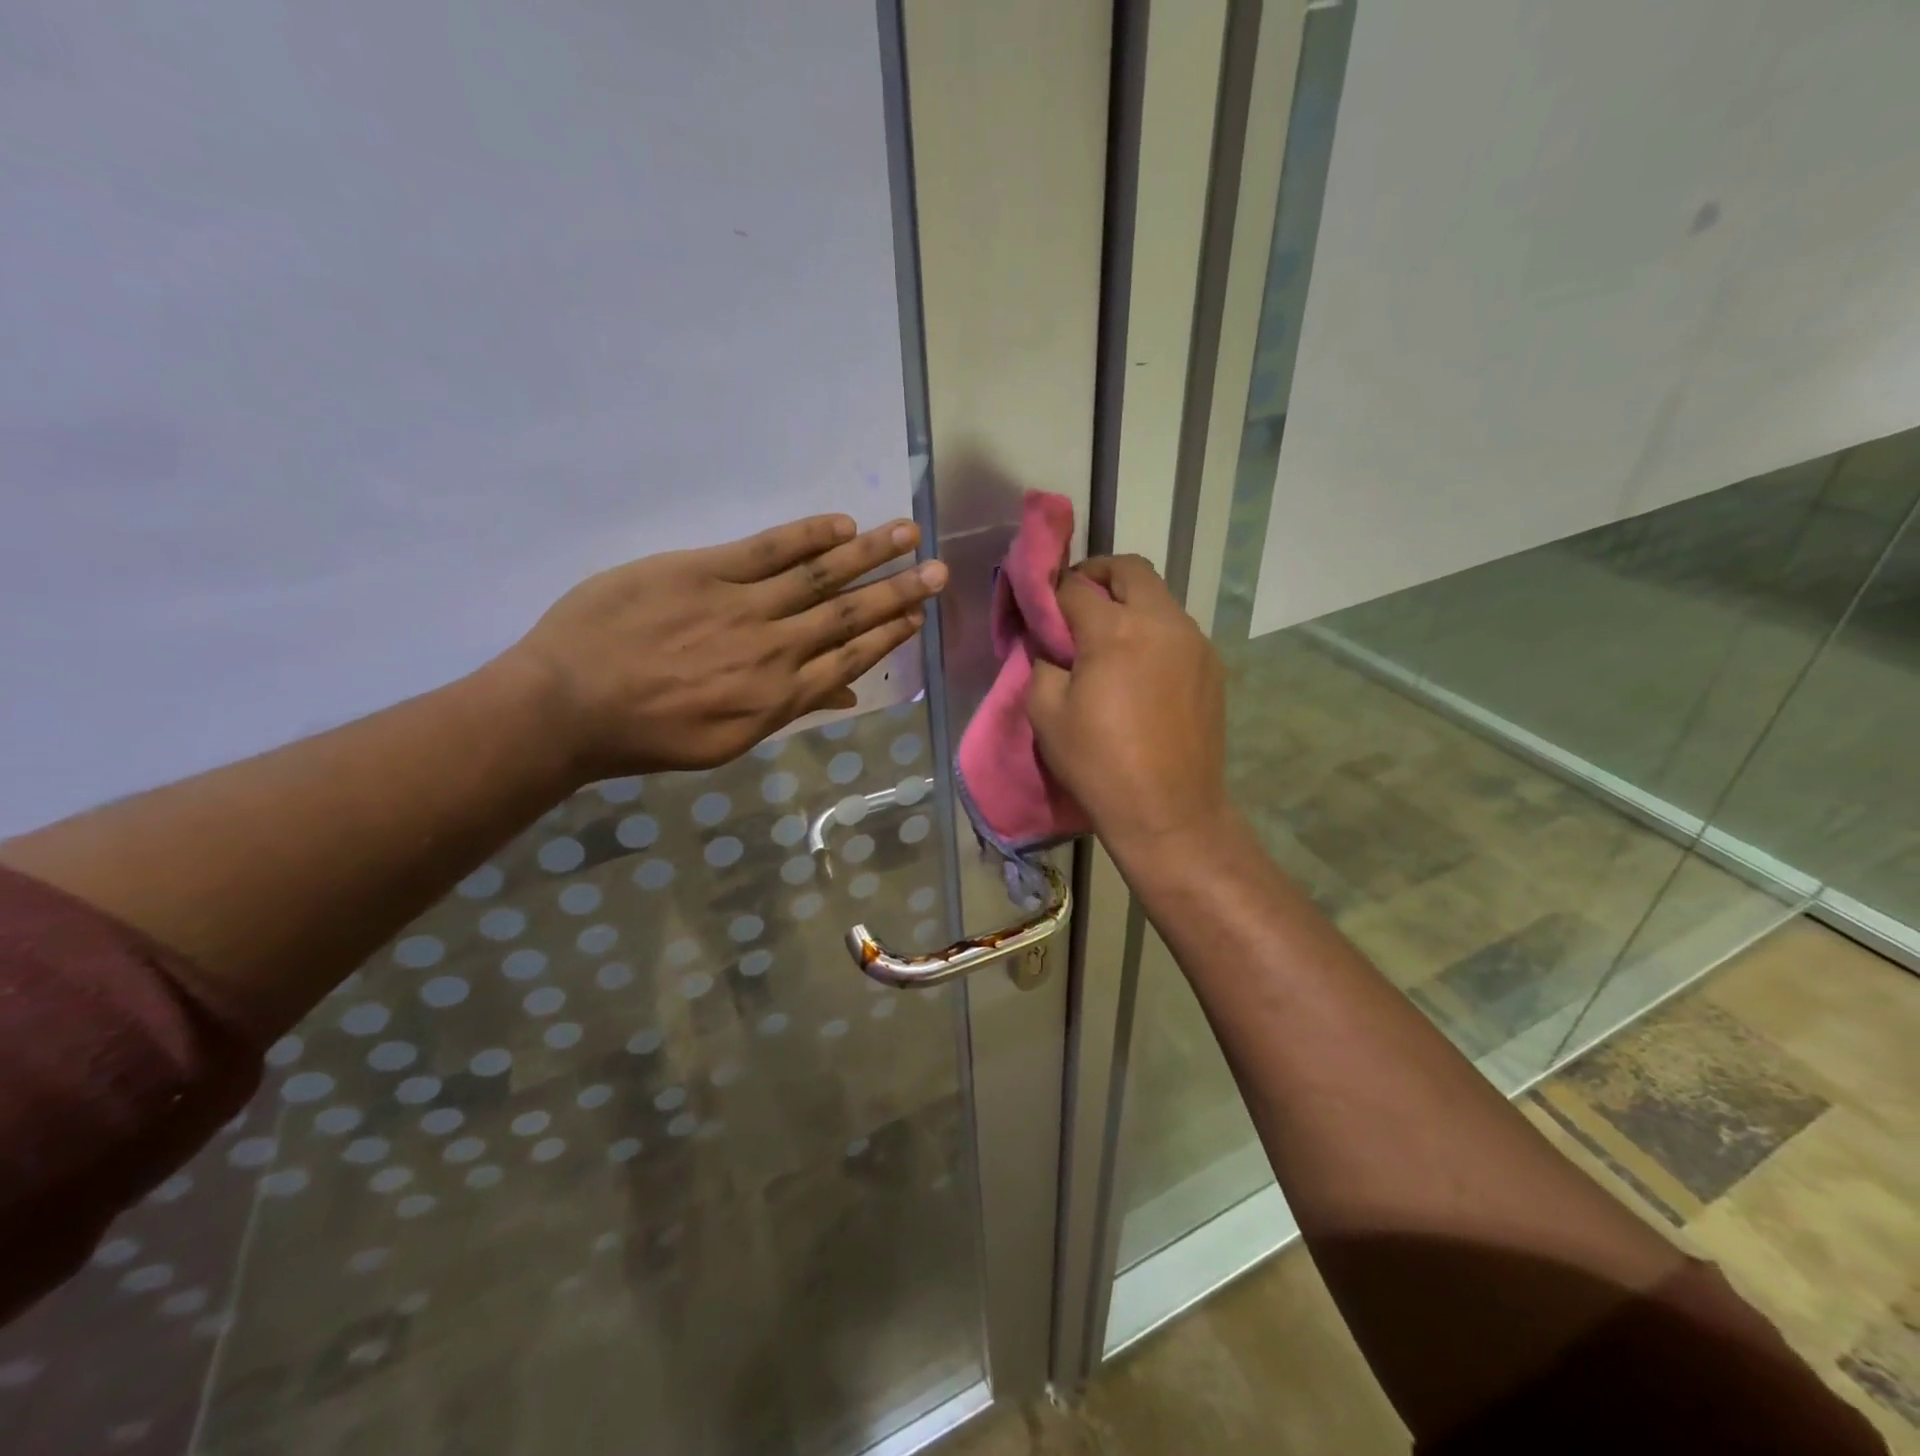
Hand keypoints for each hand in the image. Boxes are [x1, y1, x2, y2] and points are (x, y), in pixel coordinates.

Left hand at [507, 514, 945, 776]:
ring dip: (869, 553)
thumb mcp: (726, 741)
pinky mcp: (703, 570)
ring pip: (819, 575)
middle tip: (941, 570)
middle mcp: (774, 648)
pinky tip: (842, 524)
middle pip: (849, 614)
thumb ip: (787, 710)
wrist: (569, 705)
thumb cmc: (647, 735)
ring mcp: (741, 605)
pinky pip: (767, 548)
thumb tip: (842, 691)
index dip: (890, 634)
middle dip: (899, 591)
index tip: (919, 615)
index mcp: (779, 696)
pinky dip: (808, 535)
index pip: (850, 657)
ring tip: (908, 533)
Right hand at [1026, 555, 1228, 855]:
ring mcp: (1195, 643)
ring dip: (1128, 603)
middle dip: (1097, 575)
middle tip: (1076, 603)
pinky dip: (1151, 630)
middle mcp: (1162, 622)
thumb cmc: (1099, 764)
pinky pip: (1176, 629)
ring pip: (1158, 597)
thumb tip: (1050, 643)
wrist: (1170, 813)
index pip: (1075, 587)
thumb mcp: (1046, 714)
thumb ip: (1042, 662)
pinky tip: (1138, 668)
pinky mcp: (1212, 666)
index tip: (1038, 607)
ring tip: (1107, 640)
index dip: (1050, 591)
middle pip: (1129, 569)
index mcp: (1115, 631)